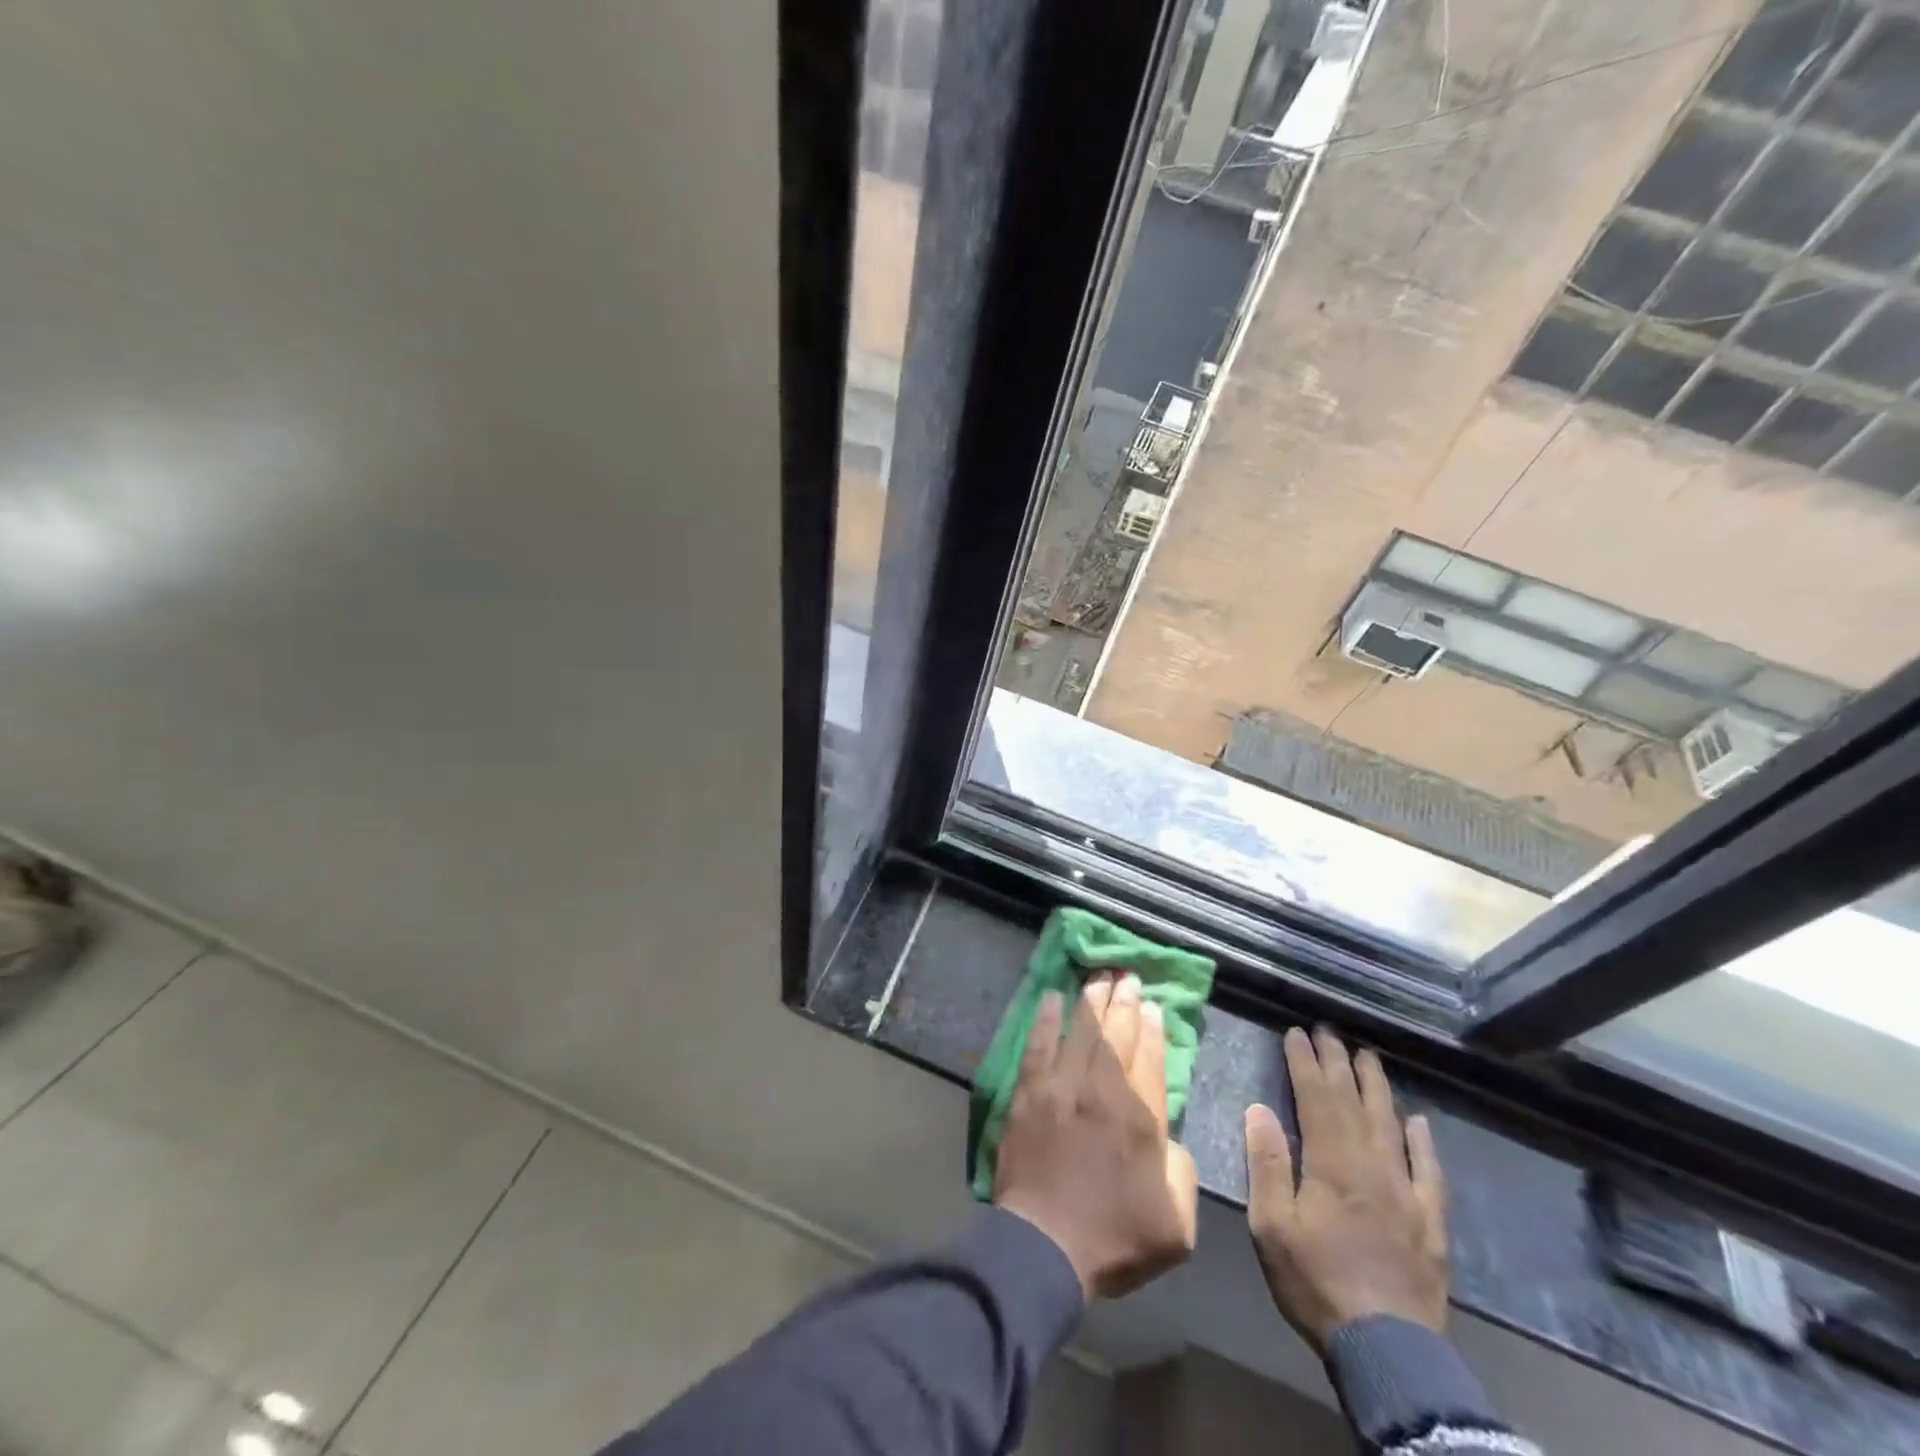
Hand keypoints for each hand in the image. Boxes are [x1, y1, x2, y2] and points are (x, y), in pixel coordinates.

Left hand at [993, 973, 1198, 1299]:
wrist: (1043, 1247)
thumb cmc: (1113, 1239)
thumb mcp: (1177, 1225)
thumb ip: (1183, 1172)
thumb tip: (1170, 1138)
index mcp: (1141, 1119)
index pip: (1150, 1058)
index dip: (1152, 1028)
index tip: (1152, 1006)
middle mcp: (1102, 1091)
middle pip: (1116, 1034)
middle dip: (1124, 1002)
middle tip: (1128, 977)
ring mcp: (1061, 1087)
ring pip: (1080, 1030)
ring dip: (1091, 1000)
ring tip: (1099, 977)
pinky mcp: (1028, 1092)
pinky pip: (1038, 1044)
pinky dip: (1045, 1019)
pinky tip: (1050, 998)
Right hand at [1244, 1027, 1447, 1353]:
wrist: (1388, 1350)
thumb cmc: (1316, 1283)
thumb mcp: (1272, 1226)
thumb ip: (1267, 1164)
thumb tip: (1258, 1108)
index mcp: (1330, 1164)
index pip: (1315, 1098)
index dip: (1305, 1062)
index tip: (1296, 1033)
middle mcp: (1371, 1166)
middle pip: (1353, 1102)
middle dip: (1338, 1063)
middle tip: (1329, 1031)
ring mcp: (1405, 1192)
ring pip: (1390, 1124)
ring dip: (1377, 1087)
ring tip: (1368, 1056)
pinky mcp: (1429, 1221)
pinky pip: (1428, 1170)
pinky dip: (1423, 1141)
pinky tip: (1418, 1120)